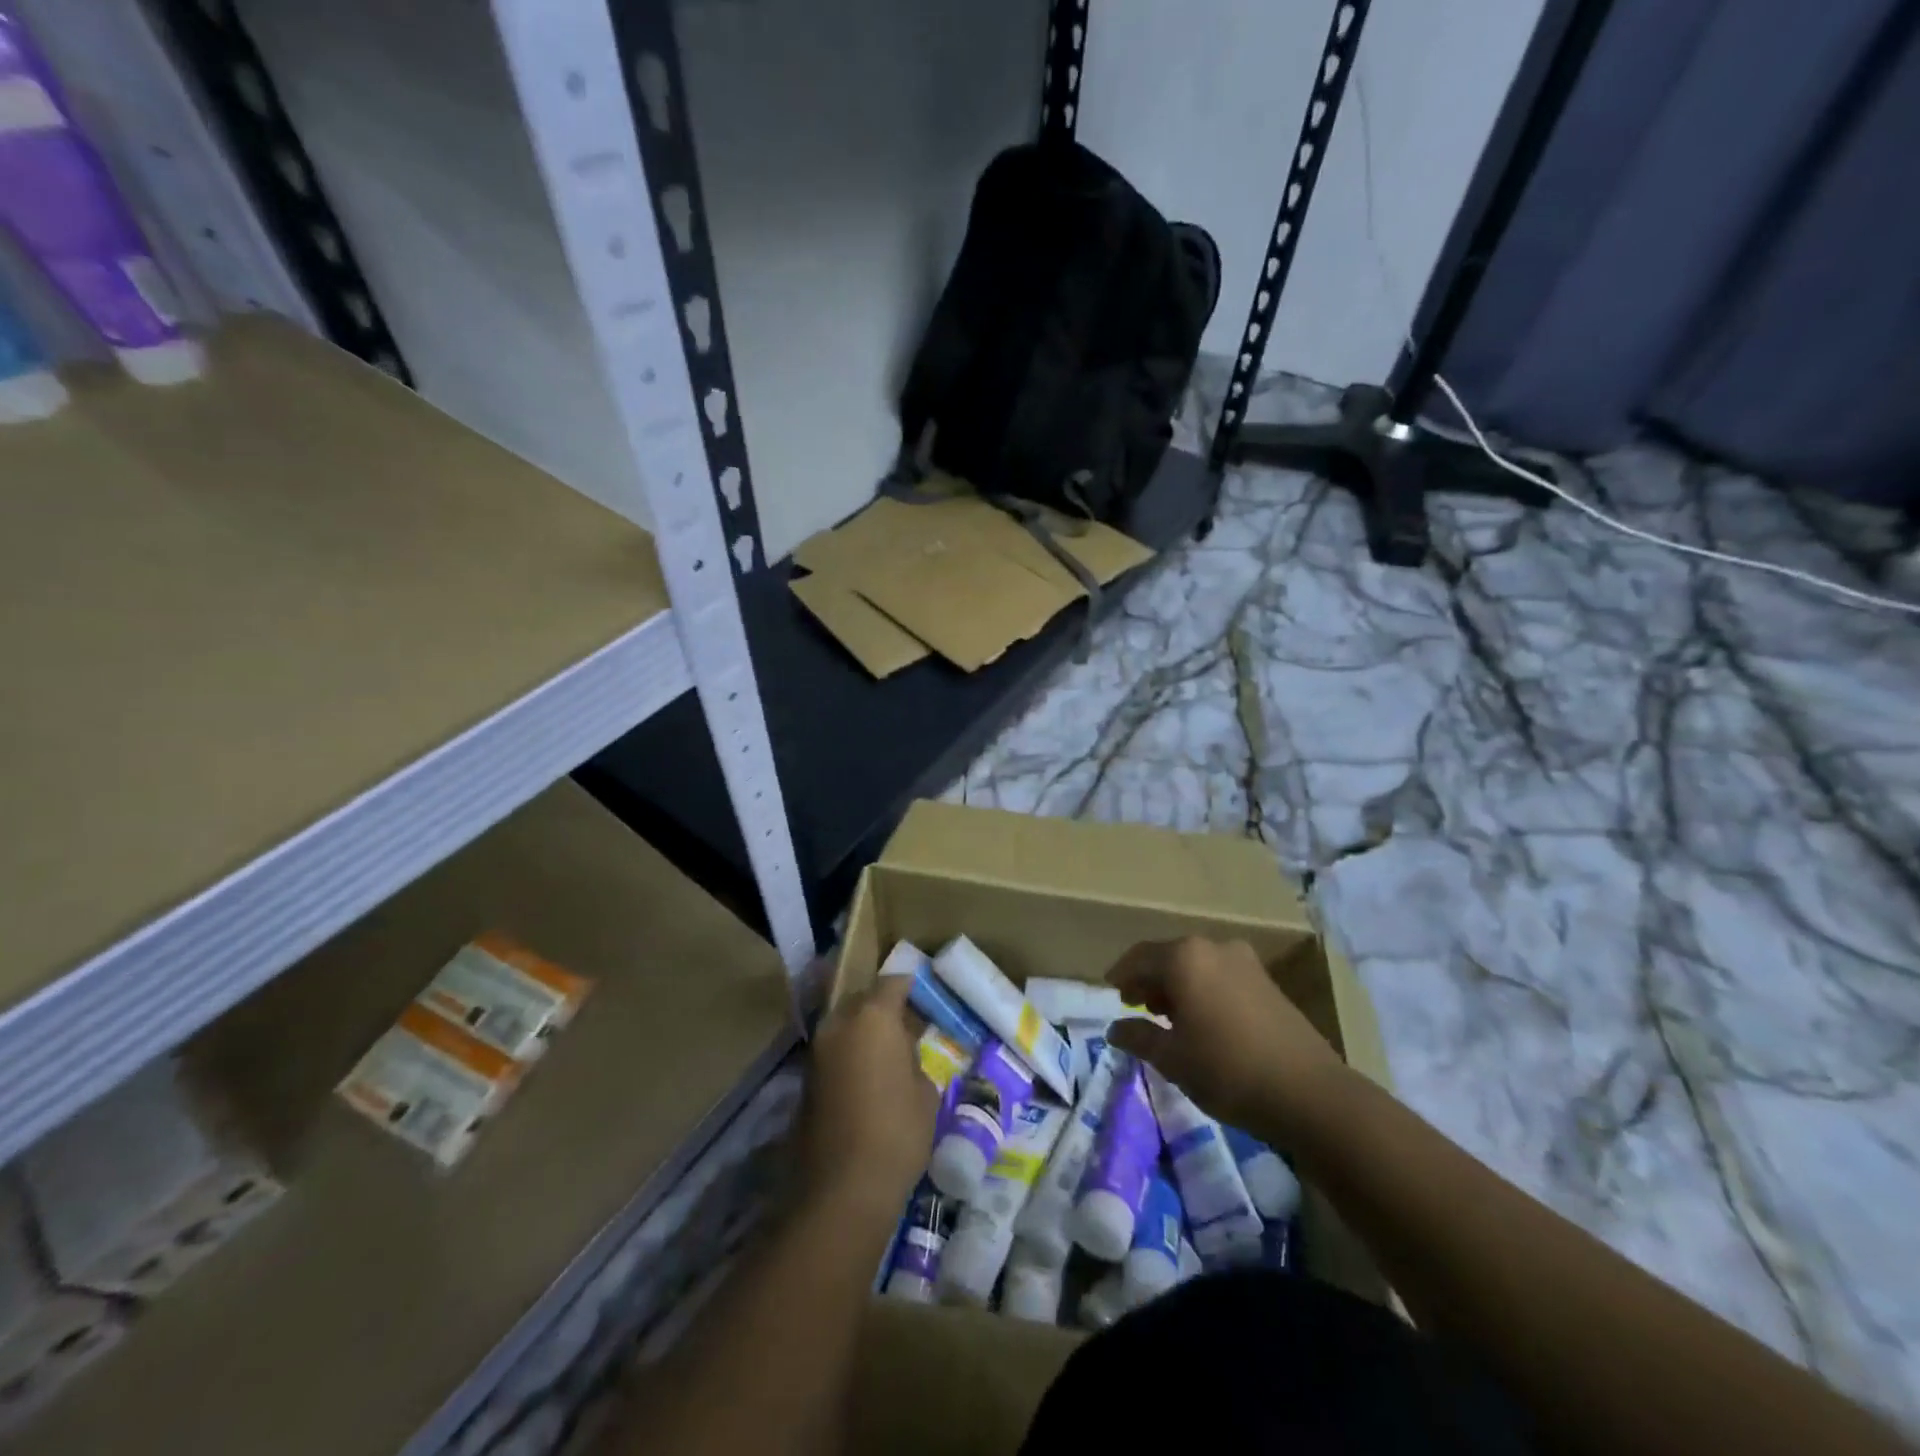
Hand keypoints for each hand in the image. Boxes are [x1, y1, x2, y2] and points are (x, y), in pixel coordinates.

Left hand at [796, 977, 938, 1217]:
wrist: (842, 1189)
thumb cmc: (896, 1132)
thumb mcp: (924, 1092)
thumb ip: (913, 1059)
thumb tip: (902, 1054)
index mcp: (872, 1017)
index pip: (893, 983)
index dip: (911, 988)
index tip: (924, 999)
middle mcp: (839, 1023)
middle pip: (862, 999)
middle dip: (882, 1007)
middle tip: (906, 1026)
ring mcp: (817, 1050)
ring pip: (844, 1024)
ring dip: (863, 1032)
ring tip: (887, 1054)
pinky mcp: (805, 1079)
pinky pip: (833, 1051)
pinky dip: (849, 1054)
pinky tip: (867, 1077)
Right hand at [1104, 937, 1348, 1140]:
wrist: (1310, 1093)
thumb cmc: (1227, 1070)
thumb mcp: (1172, 1059)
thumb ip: (1139, 1037)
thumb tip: (1115, 1029)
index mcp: (1184, 958)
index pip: (1139, 957)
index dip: (1121, 975)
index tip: (1111, 993)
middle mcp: (1213, 947)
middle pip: (1169, 957)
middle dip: (1150, 980)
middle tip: (1136, 1006)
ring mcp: (1245, 962)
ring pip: (1197, 966)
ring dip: (1178, 985)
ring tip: (1169, 1018)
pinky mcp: (1267, 981)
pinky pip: (1220, 976)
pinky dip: (1203, 990)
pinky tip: (1203, 1021)